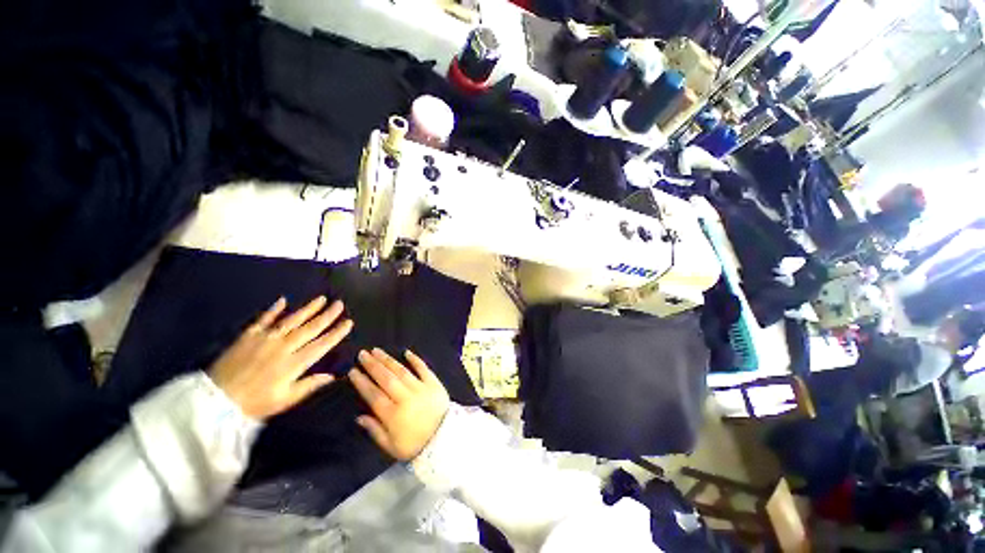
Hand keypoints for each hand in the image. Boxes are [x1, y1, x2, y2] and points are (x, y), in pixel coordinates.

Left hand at [209, 296, 352, 419]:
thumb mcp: (285, 399)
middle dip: (327, 315)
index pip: (321, 345)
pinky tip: (283, 300)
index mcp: (294, 363)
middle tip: (339, 304)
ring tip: (321, 299)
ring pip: (292, 320)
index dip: (336, 333)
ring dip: (308, 309)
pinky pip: (264, 319)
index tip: (349, 322)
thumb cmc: (255, 403)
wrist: (215, 401)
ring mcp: (265, 339)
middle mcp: (283, 347)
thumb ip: (309, 385)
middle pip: (310, 328)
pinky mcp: (248, 336)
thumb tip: (332, 376)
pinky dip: (273, 310)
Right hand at [349, 348, 449, 460]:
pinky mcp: (434, 384)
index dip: (362, 382)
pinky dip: (415, 360)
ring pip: (402, 371)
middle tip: (362, 354)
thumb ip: (375, 431)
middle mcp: (406, 398)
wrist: (445, 440)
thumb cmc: (416, 445)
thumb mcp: (391, 446)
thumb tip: (359, 417)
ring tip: (377, 351)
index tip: (353, 371)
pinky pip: (423, 369)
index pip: (373, 395)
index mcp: (393, 415)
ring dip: (389, 360)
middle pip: (386, 379)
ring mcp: (421, 389)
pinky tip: (406, 352)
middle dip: (373, 365)